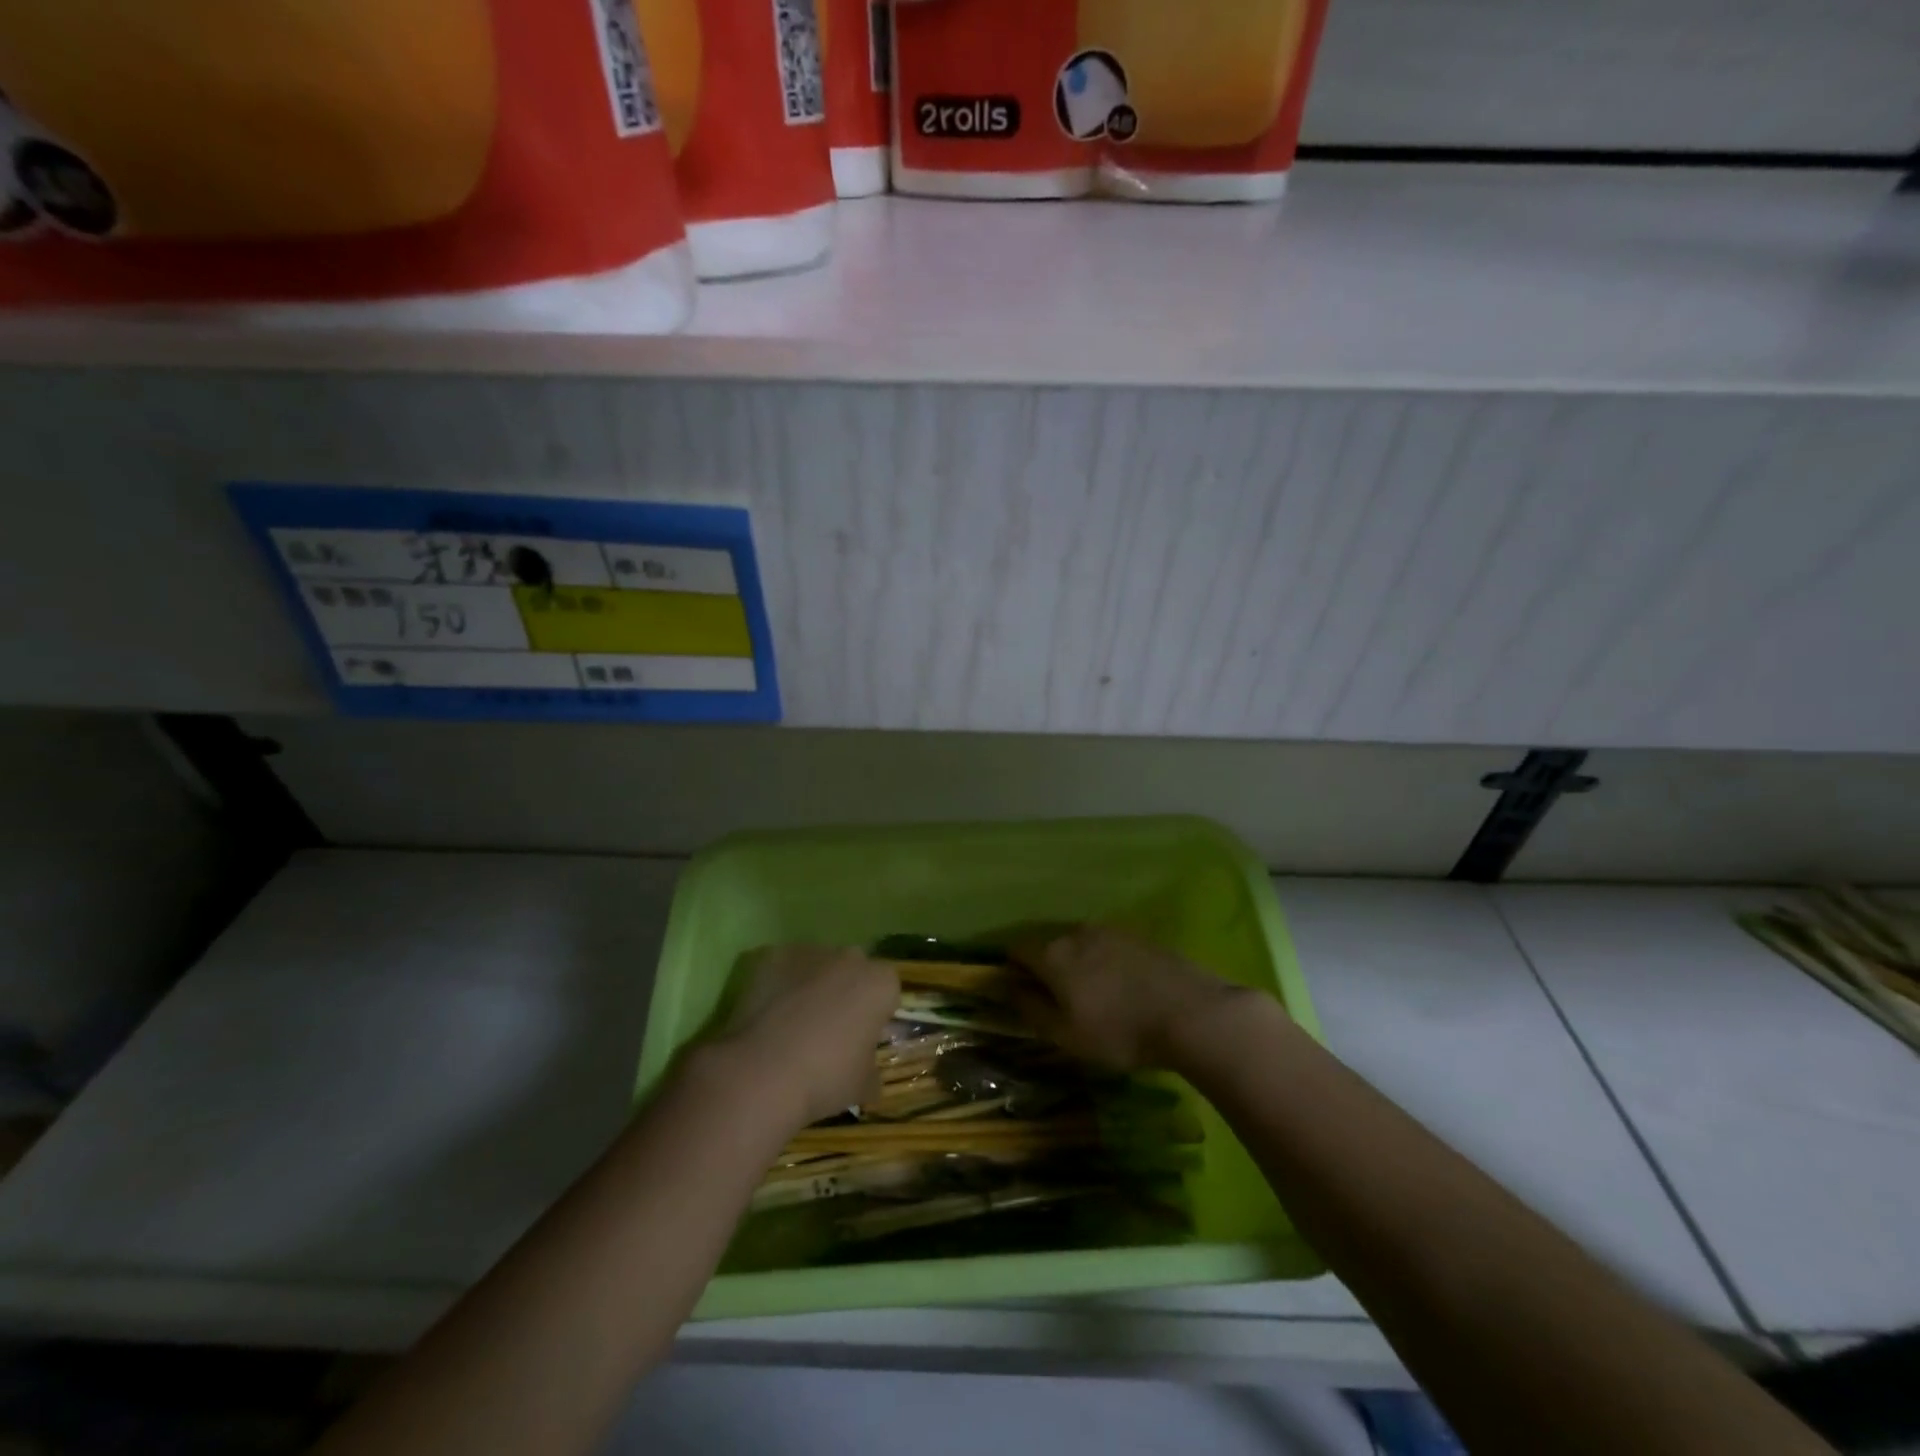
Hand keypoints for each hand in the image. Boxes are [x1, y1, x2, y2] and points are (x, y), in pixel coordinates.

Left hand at [719, 946, 899, 1127]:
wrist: (762, 1072)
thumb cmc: (825, 1077)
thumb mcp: (862, 1086)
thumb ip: (871, 1072)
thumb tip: (869, 1078)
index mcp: (880, 984)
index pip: (889, 991)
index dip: (877, 1014)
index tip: (864, 1038)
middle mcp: (849, 958)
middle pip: (854, 970)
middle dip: (847, 991)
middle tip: (831, 1029)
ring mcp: (809, 952)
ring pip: (819, 965)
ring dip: (814, 985)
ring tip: (794, 1024)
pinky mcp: (772, 956)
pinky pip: (784, 968)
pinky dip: (781, 984)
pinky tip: (769, 1015)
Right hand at [1011, 926, 1248, 1071]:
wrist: (1191, 1014)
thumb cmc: (1120, 1031)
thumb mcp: (1066, 1035)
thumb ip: (1031, 1008)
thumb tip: (1008, 988)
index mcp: (1053, 954)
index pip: (1017, 949)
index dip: (1013, 969)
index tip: (1021, 993)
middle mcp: (1076, 932)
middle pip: (1048, 944)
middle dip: (1046, 966)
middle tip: (1058, 1000)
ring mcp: (1111, 930)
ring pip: (1079, 943)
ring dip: (1077, 963)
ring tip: (1092, 994)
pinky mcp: (1139, 936)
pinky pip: (1107, 946)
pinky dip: (1104, 962)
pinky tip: (1121, 987)